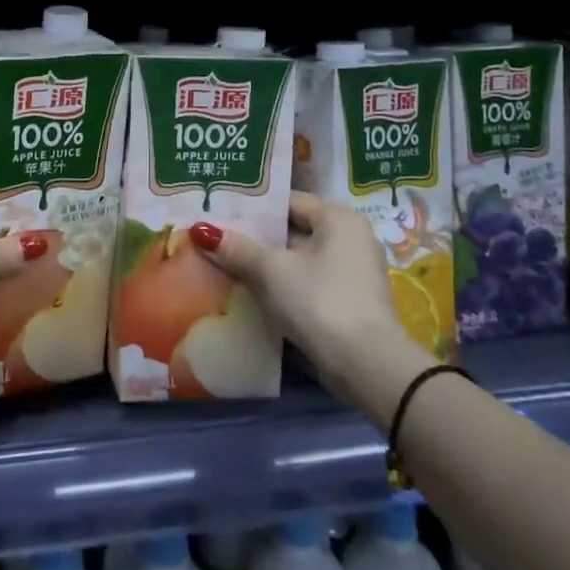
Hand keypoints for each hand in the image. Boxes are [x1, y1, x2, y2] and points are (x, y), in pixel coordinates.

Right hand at [192, 191, 432, 407]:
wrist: (368, 368)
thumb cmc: (320, 302)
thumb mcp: (271, 272)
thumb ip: (237, 248)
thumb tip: (201, 229)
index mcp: (339, 219)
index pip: (288, 201)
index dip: (252, 207)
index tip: (218, 212)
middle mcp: (350, 239)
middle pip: (293, 230)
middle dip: (256, 238)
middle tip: (215, 239)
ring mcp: (352, 273)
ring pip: (298, 259)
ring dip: (266, 264)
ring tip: (225, 264)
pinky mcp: (348, 302)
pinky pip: (307, 282)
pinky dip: (282, 285)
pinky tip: (251, 293)